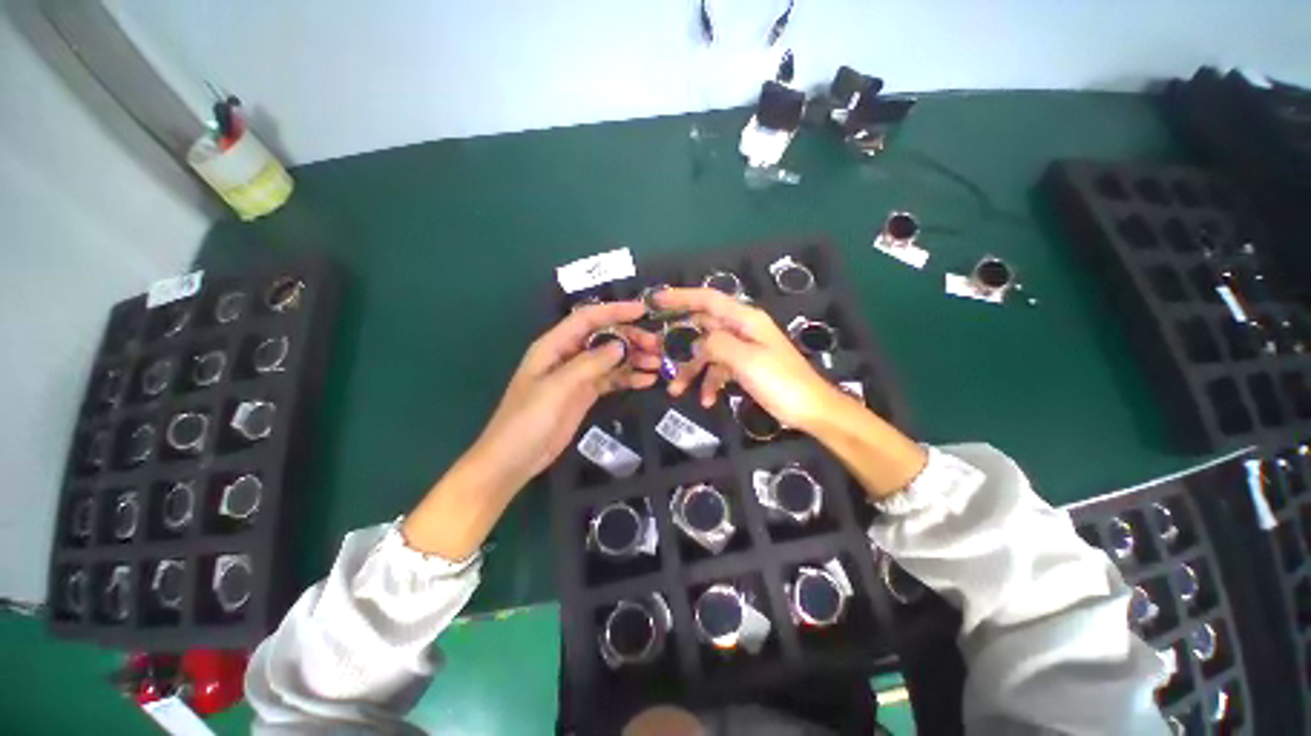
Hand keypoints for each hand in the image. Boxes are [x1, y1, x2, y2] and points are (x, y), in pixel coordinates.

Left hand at [469, 300, 660, 491]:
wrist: (514, 459)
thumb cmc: (528, 420)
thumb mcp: (557, 388)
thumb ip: (589, 364)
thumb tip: (620, 345)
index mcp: (554, 345)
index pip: (587, 319)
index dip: (614, 311)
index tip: (643, 310)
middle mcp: (568, 355)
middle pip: (603, 338)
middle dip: (631, 338)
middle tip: (657, 346)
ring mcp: (578, 376)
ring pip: (611, 359)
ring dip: (634, 359)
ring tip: (659, 364)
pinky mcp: (586, 394)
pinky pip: (611, 380)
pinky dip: (628, 378)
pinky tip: (647, 381)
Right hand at [656, 288, 844, 431]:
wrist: (810, 409)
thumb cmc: (781, 381)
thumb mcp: (746, 360)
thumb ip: (717, 344)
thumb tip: (698, 341)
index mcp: (745, 320)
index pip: (707, 299)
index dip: (681, 296)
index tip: (656, 300)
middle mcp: (741, 329)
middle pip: (703, 328)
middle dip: (680, 343)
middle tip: (657, 353)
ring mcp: (743, 348)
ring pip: (707, 352)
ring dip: (692, 370)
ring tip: (676, 391)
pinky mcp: (744, 366)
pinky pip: (718, 369)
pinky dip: (709, 383)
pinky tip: (706, 401)